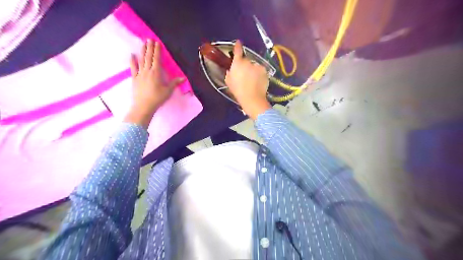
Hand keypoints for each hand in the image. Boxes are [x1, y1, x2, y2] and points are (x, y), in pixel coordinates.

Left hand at [126, 39, 185, 128]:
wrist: (144, 105)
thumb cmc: (157, 98)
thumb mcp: (168, 91)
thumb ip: (174, 83)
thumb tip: (183, 78)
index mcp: (156, 73)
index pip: (157, 59)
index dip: (157, 50)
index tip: (157, 43)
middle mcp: (148, 71)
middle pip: (149, 57)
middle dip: (150, 47)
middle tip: (149, 39)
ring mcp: (140, 74)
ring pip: (141, 60)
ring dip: (142, 51)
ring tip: (143, 43)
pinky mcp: (134, 78)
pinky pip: (133, 67)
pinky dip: (132, 61)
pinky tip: (132, 55)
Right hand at [225, 40, 271, 118]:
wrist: (252, 97)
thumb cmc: (238, 91)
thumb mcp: (229, 82)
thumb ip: (230, 73)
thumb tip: (231, 70)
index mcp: (237, 63)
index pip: (237, 51)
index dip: (237, 46)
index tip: (238, 42)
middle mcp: (248, 61)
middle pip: (246, 60)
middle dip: (246, 66)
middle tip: (245, 76)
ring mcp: (257, 65)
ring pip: (254, 66)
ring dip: (253, 70)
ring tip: (252, 81)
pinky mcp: (264, 70)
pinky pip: (261, 70)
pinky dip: (260, 74)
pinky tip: (258, 82)